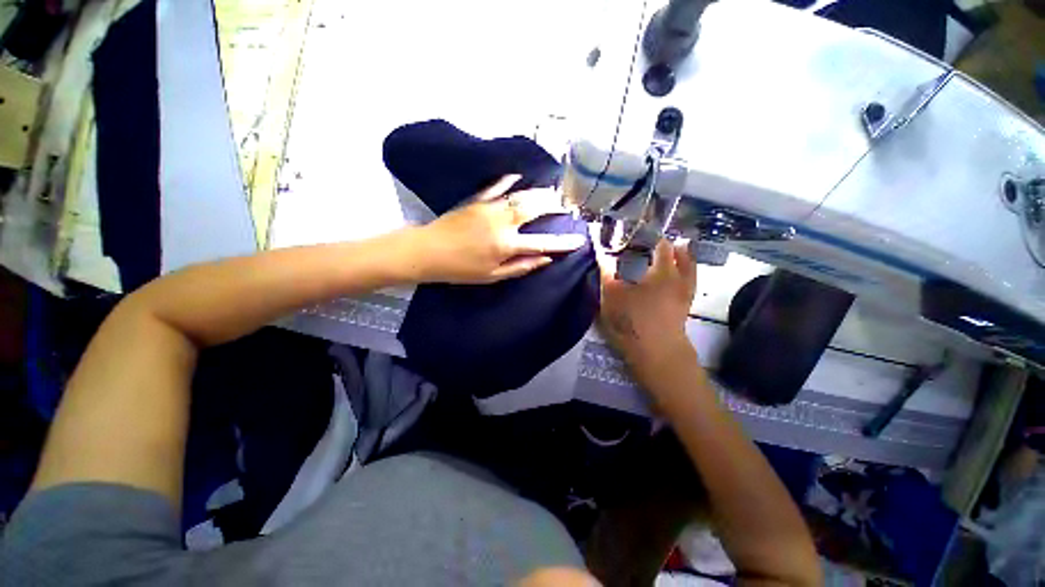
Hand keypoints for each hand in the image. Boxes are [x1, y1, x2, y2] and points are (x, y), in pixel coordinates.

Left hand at [414, 175, 585, 283]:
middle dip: (554, 206)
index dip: (563, 242)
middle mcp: (503, 222)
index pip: (542, 243)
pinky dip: (509, 181)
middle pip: (534, 209)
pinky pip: (496, 187)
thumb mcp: (493, 276)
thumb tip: (546, 259)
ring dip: (538, 192)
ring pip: (520, 196)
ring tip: (551, 191)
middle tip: (565, 205)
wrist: (428, 252)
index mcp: (507, 245)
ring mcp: (489, 208)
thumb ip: (521, 267)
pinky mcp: (477, 200)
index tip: (579, 240)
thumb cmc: (461, 270)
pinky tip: (518, 176)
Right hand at [598, 239, 696, 369]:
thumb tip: (599, 252)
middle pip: (681, 254)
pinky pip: (689, 284)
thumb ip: (606, 271)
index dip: (651, 236)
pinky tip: (675, 278)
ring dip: (682, 258)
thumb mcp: (611, 294)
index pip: (661, 244)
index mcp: (662, 270)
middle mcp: (679, 277)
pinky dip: (685, 275)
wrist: (655, 352)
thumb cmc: (632, 320)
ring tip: (671, 253)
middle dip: (669, 246)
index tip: (639, 233)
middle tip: (654, 243)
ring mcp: (685, 293)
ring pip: (689, 268)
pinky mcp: (685, 307)